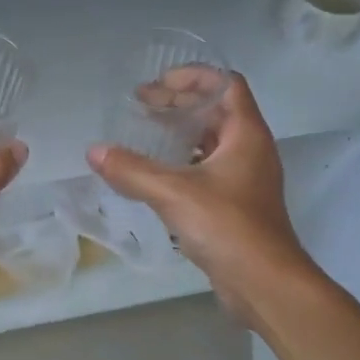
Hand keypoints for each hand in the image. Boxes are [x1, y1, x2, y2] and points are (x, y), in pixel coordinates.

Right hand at [87, 72, 320, 327]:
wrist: (265, 284)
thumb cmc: (228, 227)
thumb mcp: (174, 194)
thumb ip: (132, 170)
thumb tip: (94, 151)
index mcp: (246, 135)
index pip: (226, 84)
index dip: (194, 75)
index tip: (158, 82)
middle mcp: (250, 150)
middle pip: (216, 111)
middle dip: (179, 103)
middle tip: (140, 105)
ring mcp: (245, 179)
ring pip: (211, 141)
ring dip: (180, 132)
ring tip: (144, 134)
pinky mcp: (236, 205)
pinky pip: (207, 169)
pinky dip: (182, 162)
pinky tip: (155, 174)